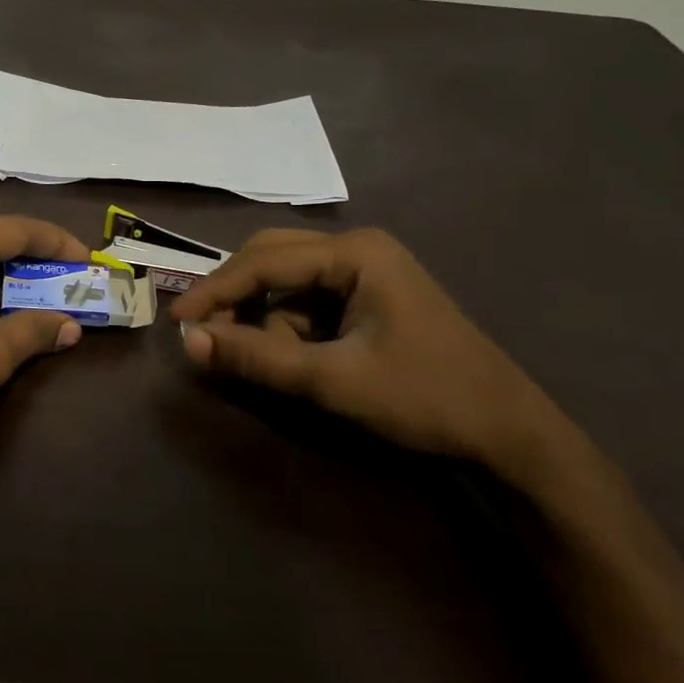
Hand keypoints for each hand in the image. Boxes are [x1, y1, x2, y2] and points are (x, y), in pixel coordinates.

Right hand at [172, 228, 578, 476]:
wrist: (507, 433)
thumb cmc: (425, 398)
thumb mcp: (333, 380)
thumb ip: (259, 358)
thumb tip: (190, 341)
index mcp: (356, 252)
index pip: (264, 261)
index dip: (215, 291)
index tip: (176, 322)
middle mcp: (358, 249)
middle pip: (271, 259)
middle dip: (238, 298)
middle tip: (205, 335)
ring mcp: (366, 272)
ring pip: (287, 283)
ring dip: (268, 320)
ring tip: (273, 363)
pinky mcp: (368, 298)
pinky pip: (308, 302)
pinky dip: (291, 329)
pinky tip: (302, 360)